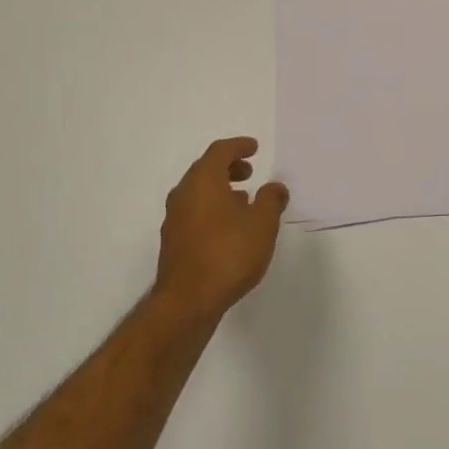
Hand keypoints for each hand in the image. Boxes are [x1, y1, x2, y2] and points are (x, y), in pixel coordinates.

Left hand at [154, 138, 289, 319]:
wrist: (187, 302)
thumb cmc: (228, 254)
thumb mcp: (262, 224)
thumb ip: (271, 200)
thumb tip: (275, 187)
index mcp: (203, 181)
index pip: (219, 151)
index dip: (238, 146)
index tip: (254, 147)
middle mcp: (183, 194)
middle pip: (205, 170)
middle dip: (228, 167)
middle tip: (249, 171)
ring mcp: (174, 219)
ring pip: (198, 192)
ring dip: (220, 189)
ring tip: (243, 200)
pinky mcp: (173, 242)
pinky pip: (194, 211)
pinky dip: (211, 208)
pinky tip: (228, 226)